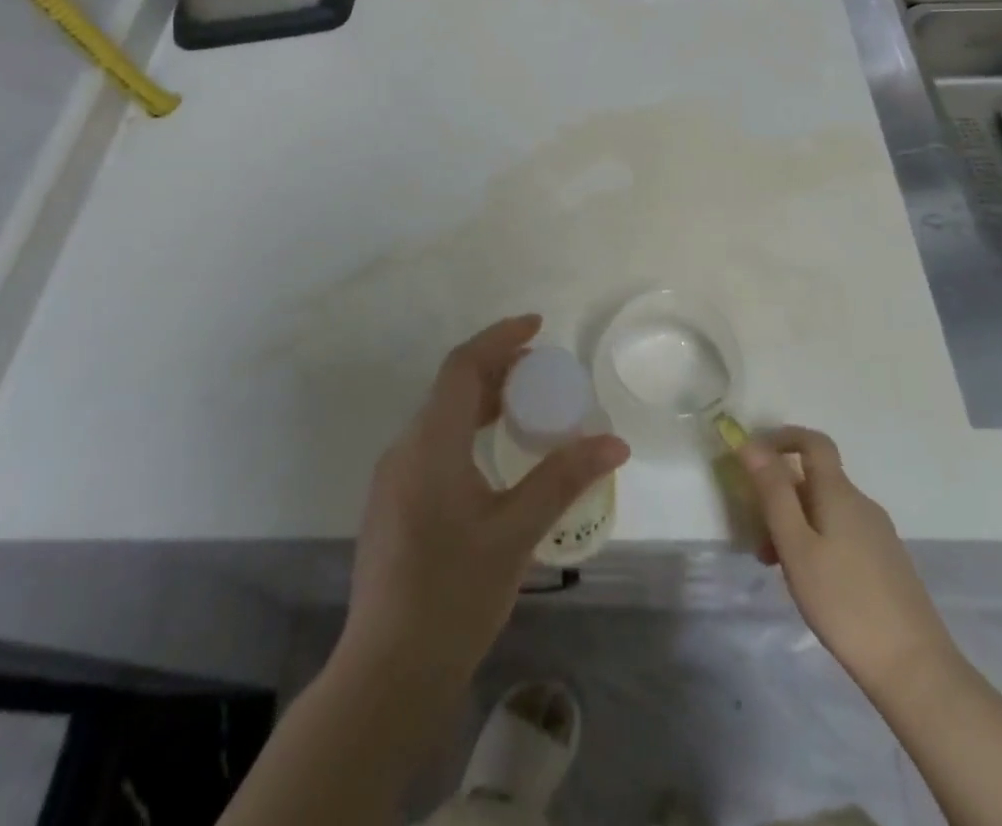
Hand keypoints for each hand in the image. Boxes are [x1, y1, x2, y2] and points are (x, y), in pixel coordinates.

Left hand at [339, 316, 629, 685]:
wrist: (387, 674)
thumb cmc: (454, 596)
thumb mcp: (516, 533)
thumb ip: (563, 479)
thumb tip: (615, 443)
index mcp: (430, 444)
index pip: (462, 366)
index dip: (500, 338)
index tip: (537, 326)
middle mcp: (405, 449)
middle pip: (451, 388)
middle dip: (496, 369)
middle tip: (541, 371)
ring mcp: (393, 478)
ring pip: (440, 417)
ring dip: (481, 401)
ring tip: (525, 408)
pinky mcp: (392, 504)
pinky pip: (432, 445)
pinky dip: (466, 431)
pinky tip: (492, 458)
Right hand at [739, 426, 954, 695]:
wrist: (916, 670)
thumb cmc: (844, 602)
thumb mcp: (796, 546)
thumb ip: (773, 493)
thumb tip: (751, 444)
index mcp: (840, 493)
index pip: (813, 442)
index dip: (782, 437)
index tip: (753, 456)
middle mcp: (862, 504)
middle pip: (815, 480)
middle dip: (781, 496)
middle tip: (757, 535)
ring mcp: (879, 534)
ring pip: (826, 511)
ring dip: (796, 524)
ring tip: (778, 568)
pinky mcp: (887, 563)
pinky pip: (842, 533)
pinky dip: (817, 542)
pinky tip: (811, 584)